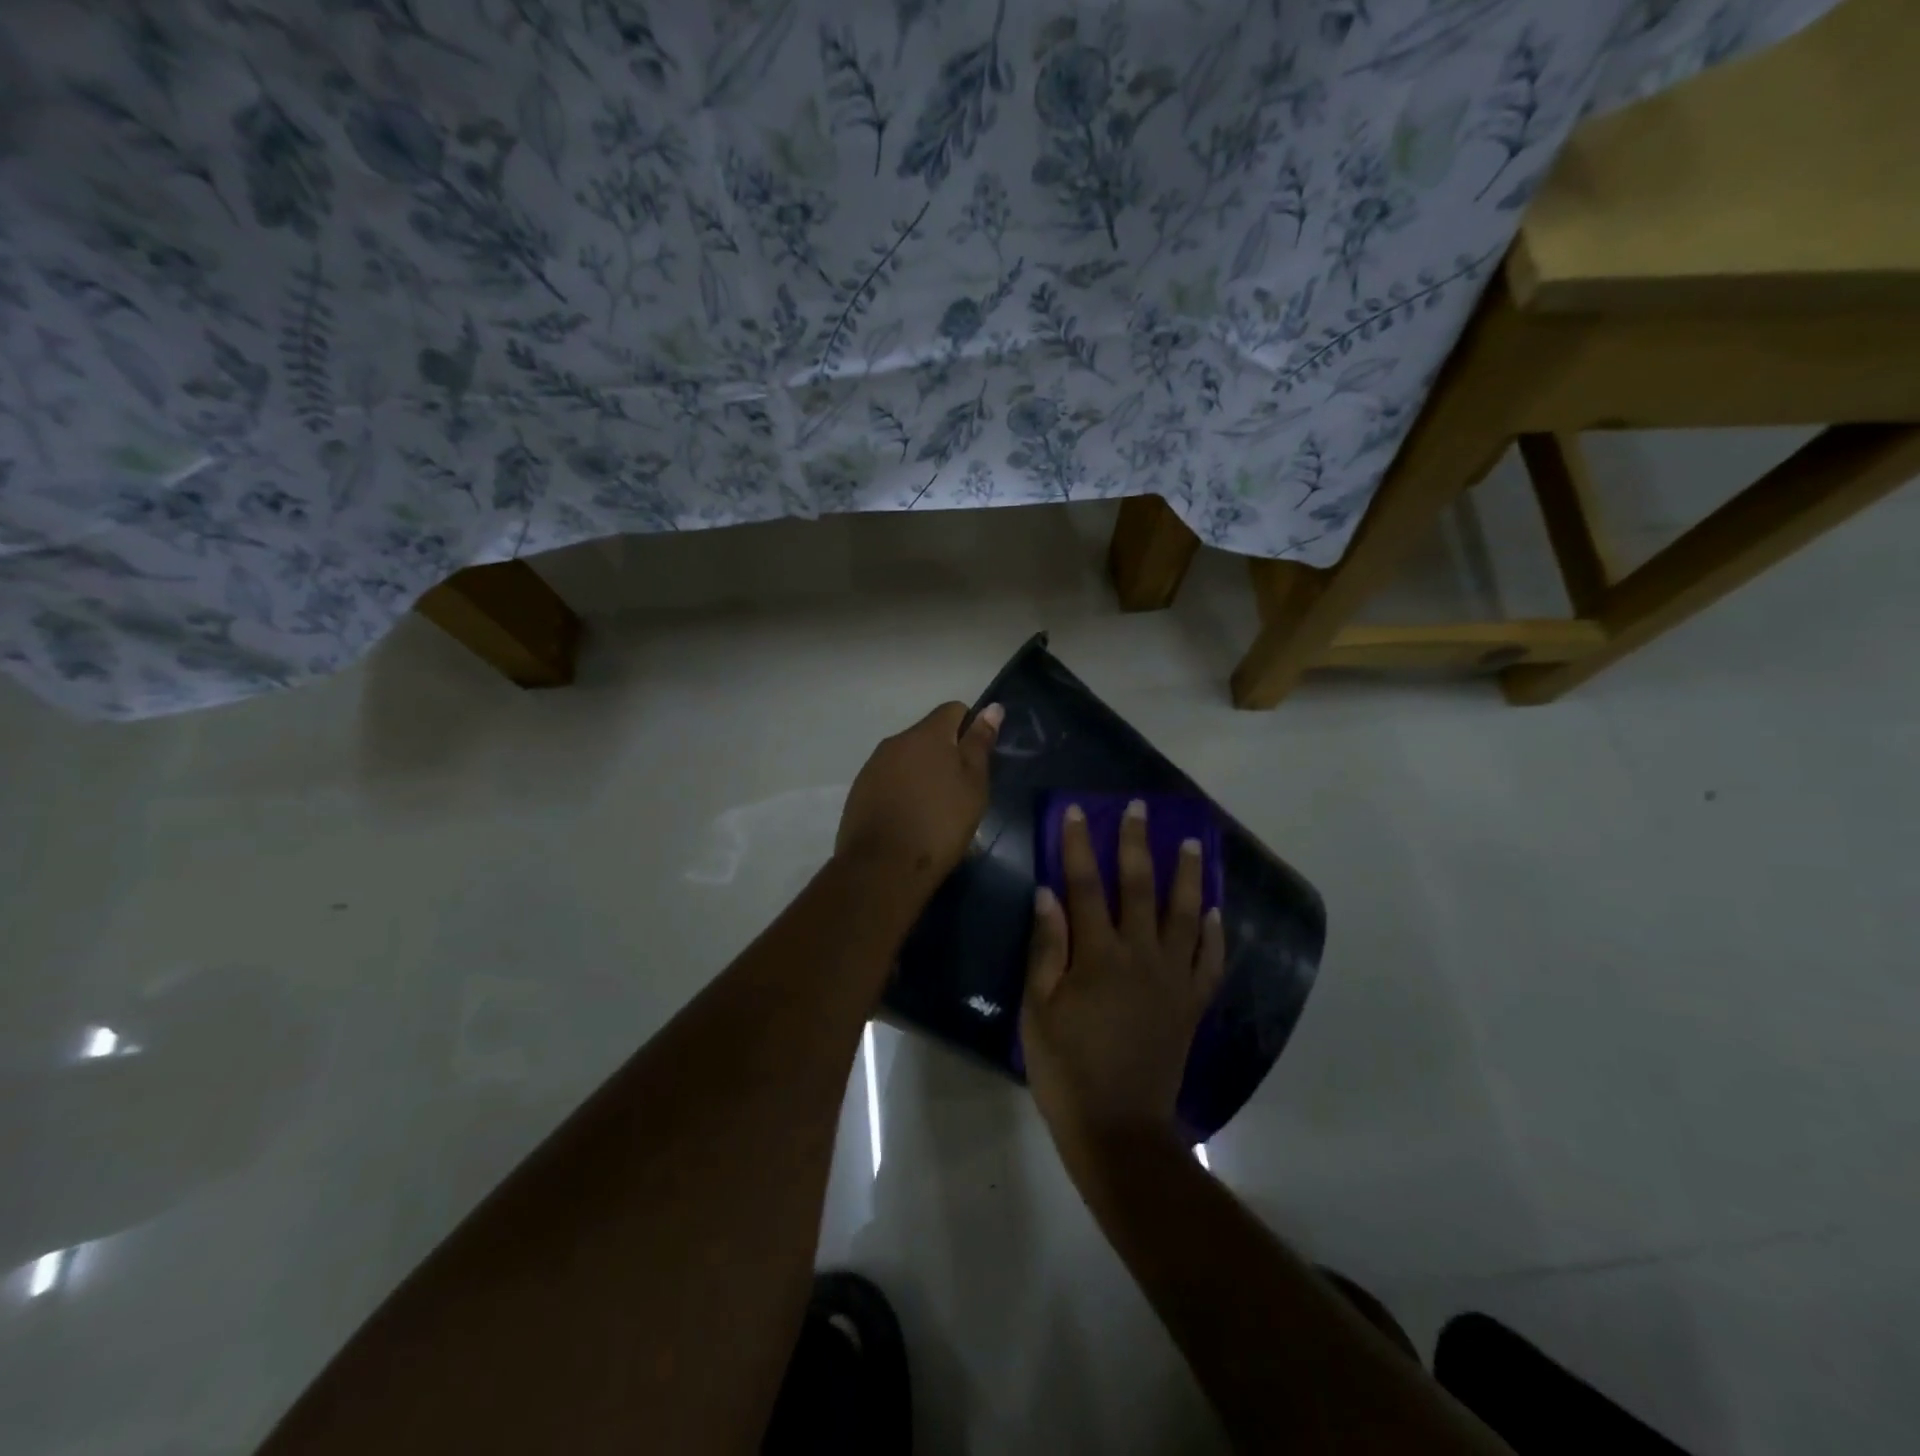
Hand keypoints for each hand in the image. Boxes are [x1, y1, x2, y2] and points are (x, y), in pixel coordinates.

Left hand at [835, 701, 1002, 888]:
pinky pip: (889, 778)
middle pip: (928, 734)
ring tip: (934, 808)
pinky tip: (909, 818)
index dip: (970, 729)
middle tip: (959, 790)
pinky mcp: (859, 790)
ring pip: (907, 757)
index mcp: (927, 733)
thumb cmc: (940, 823)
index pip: (953, 710)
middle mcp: (896, 740)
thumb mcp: (973, 785)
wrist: (883, 867)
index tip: (976, 761)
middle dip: (945, 753)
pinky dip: (902, 789)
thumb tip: (992, 708)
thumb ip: (979, 743)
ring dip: (922, 772)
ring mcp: (873, 765)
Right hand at [1022, 800, 1224, 1164]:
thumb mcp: (1038, 1010)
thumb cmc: (1066, 1068)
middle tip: (1140, 809)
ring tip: (1192, 843)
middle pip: (1140, 887)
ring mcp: (1173, 979)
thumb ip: (1046, 948)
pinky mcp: (1192, 1003)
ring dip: (1187, 876)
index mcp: (1099, 955)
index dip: (1080, 845)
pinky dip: (1213, 933)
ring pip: (1184, 915)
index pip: (1085, 886)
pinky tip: (1213, 911)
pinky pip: (1209, 961)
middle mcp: (1142, 956)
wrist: (1118, 1127)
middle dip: (1137, 843)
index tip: (1078, 810)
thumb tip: (1048, 894)